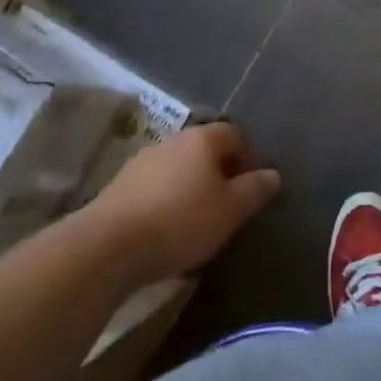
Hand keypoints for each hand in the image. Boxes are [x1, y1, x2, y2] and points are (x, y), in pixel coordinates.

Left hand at [90, 123, 280, 284]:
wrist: (107, 246)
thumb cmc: (180, 222)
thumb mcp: (230, 211)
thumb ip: (255, 190)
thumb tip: (273, 174)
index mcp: (203, 139)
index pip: (235, 134)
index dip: (248, 157)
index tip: (250, 188)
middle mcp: (174, 140)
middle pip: (205, 149)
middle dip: (218, 171)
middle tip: (226, 204)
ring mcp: (143, 160)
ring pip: (178, 166)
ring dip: (190, 185)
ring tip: (195, 219)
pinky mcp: (119, 185)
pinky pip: (154, 185)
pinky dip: (165, 199)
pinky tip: (164, 227)